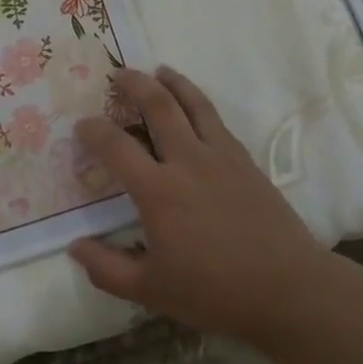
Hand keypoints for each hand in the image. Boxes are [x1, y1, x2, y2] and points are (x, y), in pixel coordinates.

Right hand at [68, 66, 331, 347]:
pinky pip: (216, 119)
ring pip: (192, 102)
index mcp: (158, 191)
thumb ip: (106, 268)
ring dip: (172, 81)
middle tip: (118, 74)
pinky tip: (194, 107)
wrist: (288, 289)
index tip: (82, 125)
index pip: (115, 146)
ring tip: (158, 70)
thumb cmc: (215, 292)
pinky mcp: (244, 159)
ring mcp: (220, 155)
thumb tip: (74, 247)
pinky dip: (198, 102)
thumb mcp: (151, 291)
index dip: (93, 130)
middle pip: (157, 105)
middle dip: (134, 84)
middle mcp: (187, 161)